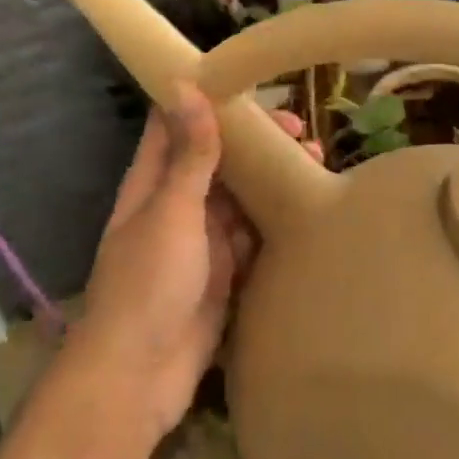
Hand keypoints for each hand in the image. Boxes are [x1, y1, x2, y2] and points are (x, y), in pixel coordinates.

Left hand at [69, 83, 315, 443]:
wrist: (140, 373)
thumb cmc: (149, 283)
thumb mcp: (172, 212)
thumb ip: (188, 156)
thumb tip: (186, 85)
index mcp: (153, 185)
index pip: (176, 127)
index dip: (210, 101)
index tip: (255, 87)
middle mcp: (176, 209)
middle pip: (218, 164)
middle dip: (256, 147)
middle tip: (305, 136)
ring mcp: (201, 246)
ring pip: (240, 203)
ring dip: (271, 186)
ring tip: (317, 170)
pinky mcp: (223, 278)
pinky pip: (252, 243)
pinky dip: (275, 227)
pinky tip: (306, 217)